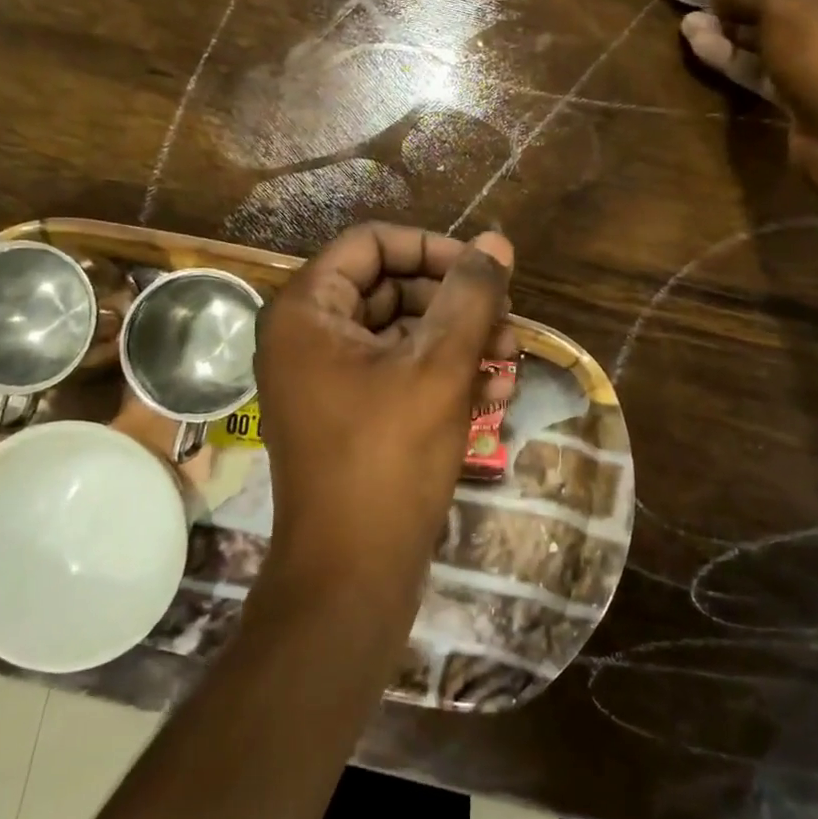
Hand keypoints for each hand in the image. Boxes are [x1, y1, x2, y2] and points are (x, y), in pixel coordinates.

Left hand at [253, 224, 514, 607]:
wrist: (351, 577)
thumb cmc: (389, 458)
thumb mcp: (439, 366)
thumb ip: (470, 295)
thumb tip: (496, 241)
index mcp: (307, 311)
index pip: (372, 244)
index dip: (433, 248)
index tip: (484, 270)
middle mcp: (308, 337)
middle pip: (392, 287)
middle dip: (456, 302)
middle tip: (508, 320)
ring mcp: (327, 379)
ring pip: (403, 333)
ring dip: (460, 340)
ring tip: (510, 360)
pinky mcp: (351, 414)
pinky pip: (399, 373)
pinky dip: (444, 375)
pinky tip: (495, 394)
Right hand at [680, 0, 817, 164]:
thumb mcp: (785, 5)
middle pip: (795, 5)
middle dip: (744, 5)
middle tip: (702, 3)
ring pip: (780, 42)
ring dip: (734, 34)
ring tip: (690, 26)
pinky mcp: (816, 98)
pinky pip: (775, 72)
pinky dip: (741, 61)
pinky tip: (701, 48)